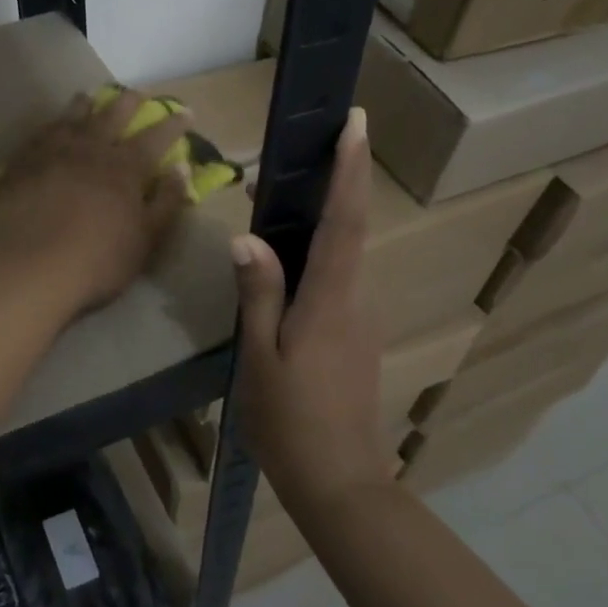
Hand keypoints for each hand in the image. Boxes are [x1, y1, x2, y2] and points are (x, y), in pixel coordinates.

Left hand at [0, 90, 191, 320]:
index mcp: (124, 167)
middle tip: (137, 93)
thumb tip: (183, 168)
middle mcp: (90, 148)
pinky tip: (50, 126)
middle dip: (129, 102)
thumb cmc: (96, 261)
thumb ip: (166, 202)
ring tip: (89, 96)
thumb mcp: (145, 239)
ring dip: (85, 105)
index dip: (173, 124)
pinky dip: (50, 125)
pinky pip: (39, 134)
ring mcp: (52, 152)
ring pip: (72, 117)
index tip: (186, 113)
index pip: (156, 137)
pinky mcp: (21, 163)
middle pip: (112, 114)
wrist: (28, 268)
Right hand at [231, 108, 393, 517]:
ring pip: (344, 254)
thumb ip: (258, 294)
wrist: (340, 483)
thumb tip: (246, 237)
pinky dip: (319, 253)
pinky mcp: (356, 336)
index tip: (356, 123)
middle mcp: (356, 299)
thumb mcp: (260, 359)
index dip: (351, 169)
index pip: (345, 221)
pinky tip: (286, 261)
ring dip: (324, 217)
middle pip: (350, 228)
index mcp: (331, 300)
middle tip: (310, 146)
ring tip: (282, 197)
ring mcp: (361, 319)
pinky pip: (338, 279)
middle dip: (337, 181)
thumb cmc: (291, 423)